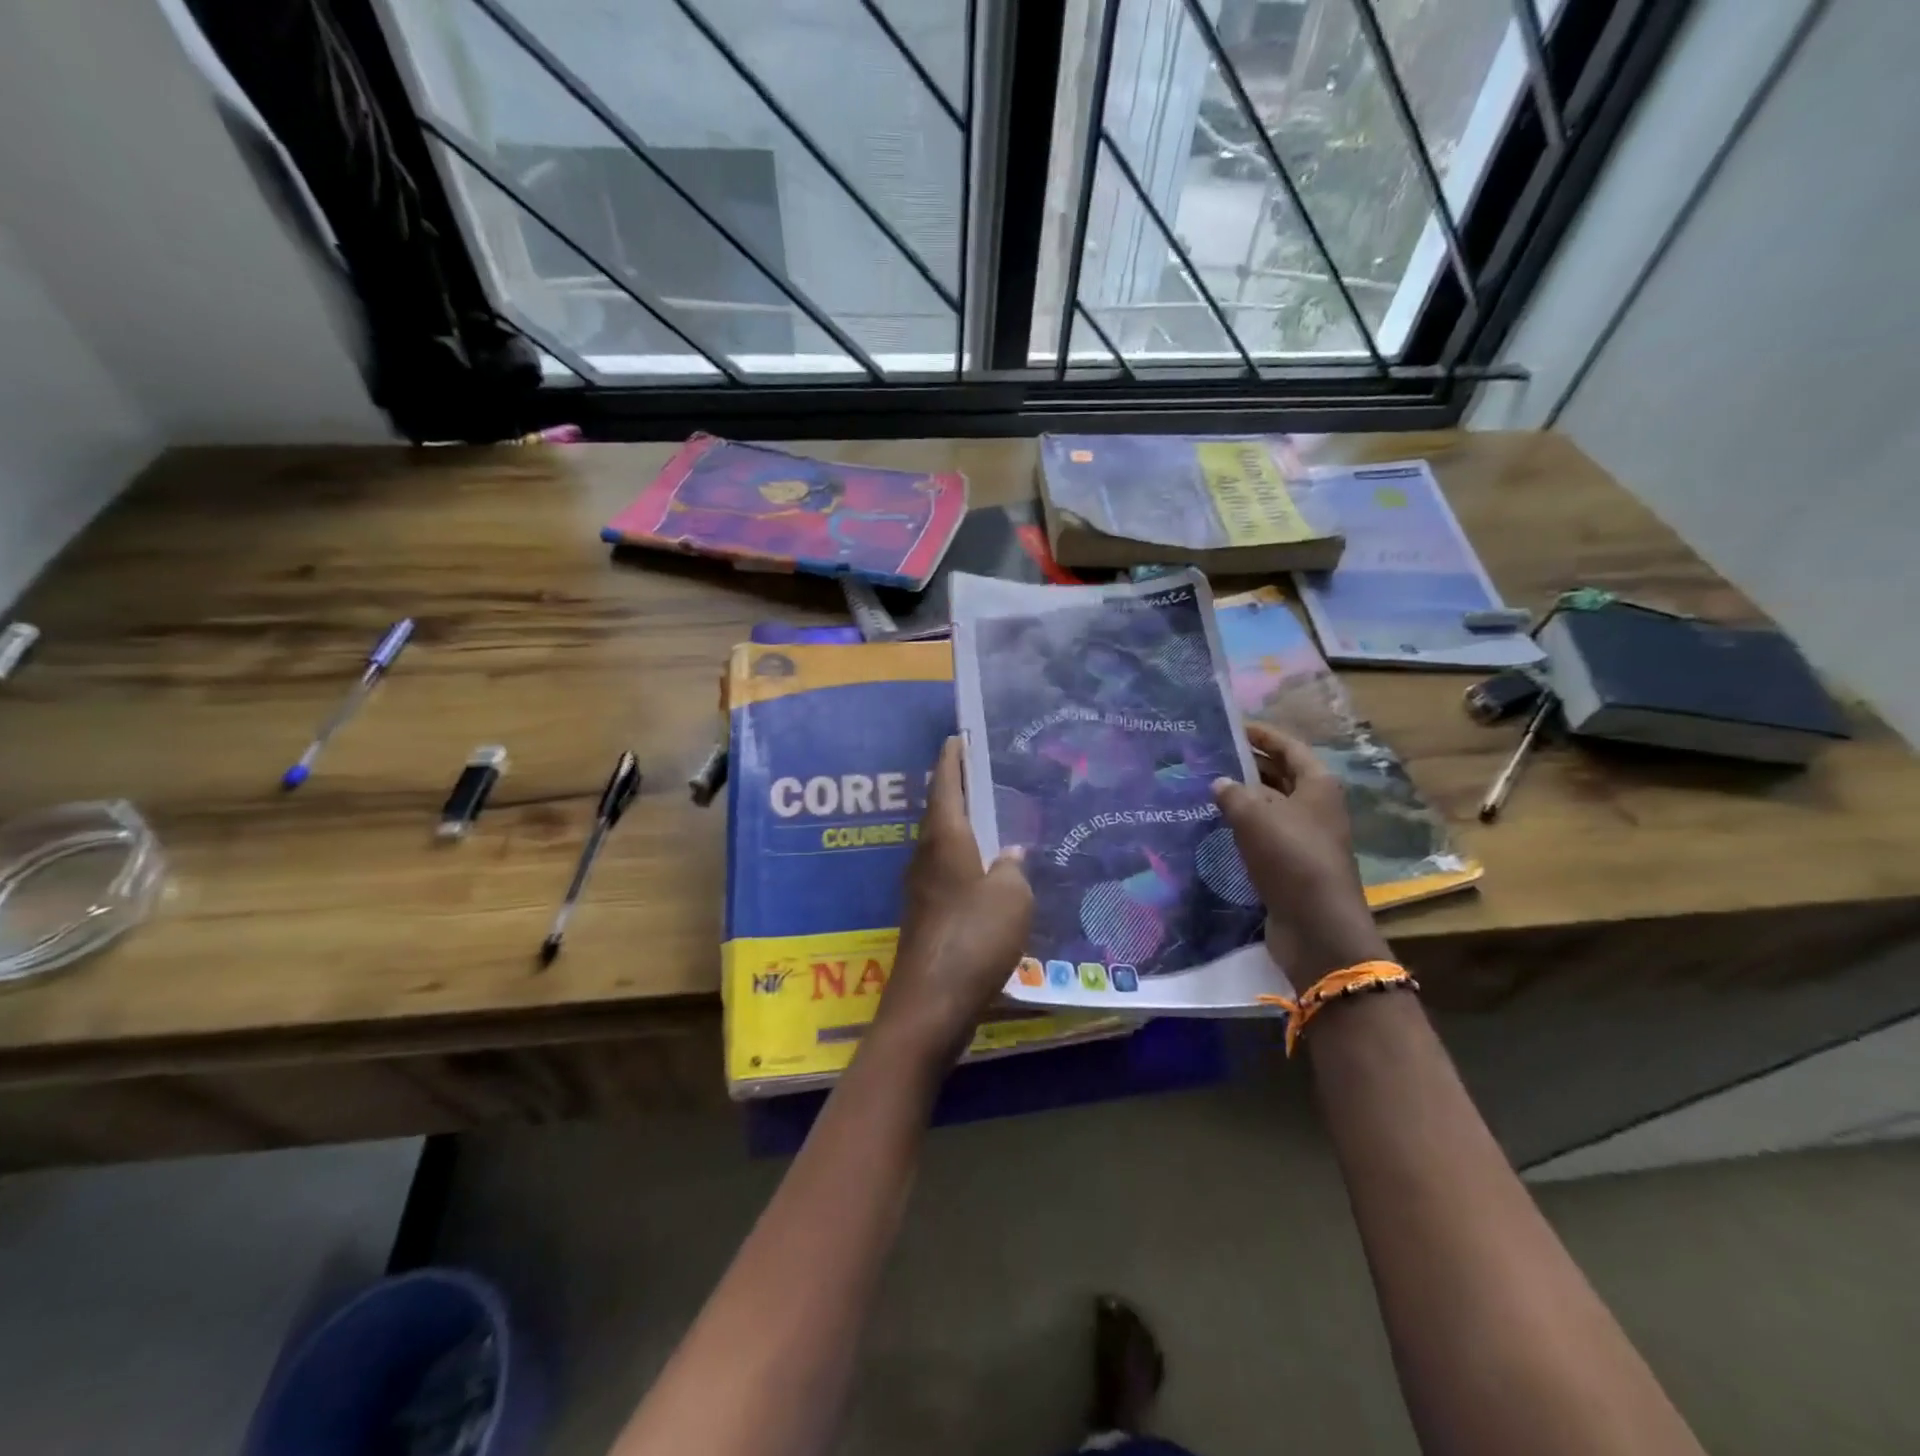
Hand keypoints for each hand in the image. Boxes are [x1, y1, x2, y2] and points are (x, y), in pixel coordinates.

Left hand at [875, 738, 1033, 1065]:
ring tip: (991, 815)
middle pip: (940, 811)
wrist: (931, 1002)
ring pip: (942, 842)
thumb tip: (1009, 853)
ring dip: (961, 824)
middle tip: (985, 772)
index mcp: (945, 839)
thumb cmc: (973, 938)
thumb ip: (1012, 868)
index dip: (952, 759)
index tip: (959, 737)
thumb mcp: (1010, 897)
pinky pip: (946, 871)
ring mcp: (922, 887)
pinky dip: (964, 858)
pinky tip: (986, 870)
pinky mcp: (925, 914)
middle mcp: (926, 856)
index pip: (945, 785)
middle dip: (957, 789)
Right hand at [1212, 722, 1388, 986]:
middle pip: (1280, 775)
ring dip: (1242, 798)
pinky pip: (1265, 835)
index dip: (1262, 735)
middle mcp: (1316, 807)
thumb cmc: (1291, 858)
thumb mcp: (1255, 817)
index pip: (1289, 747)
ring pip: (1270, 807)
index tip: (1232, 727)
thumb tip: (1219, 783)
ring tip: (1205, 789)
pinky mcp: (1293, 864)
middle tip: (1210, 757)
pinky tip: (1216, 827)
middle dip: (1248, 765)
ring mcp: (1306, 837)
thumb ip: (1232, 794)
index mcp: (1318, 785)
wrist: (1317, 926)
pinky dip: (1243, 827)